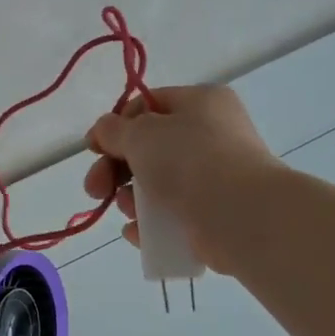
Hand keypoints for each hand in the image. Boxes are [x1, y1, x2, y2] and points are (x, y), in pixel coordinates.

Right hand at [80, 83, 285, 276]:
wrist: (242, 216)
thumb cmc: (190, 161)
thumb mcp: (141, 134)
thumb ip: (113, 130)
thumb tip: (104, 130)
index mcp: (200, 103)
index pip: (147, 105)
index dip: (115, 126)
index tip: (93, 149)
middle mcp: (211, 135)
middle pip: (147, 149)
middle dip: (113, 170)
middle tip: (94, 189)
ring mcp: (215, 177)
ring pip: (156, 185)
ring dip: (130, 199)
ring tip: (129, 211)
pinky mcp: (213, 214)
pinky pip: (170, 215)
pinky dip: (149, 224)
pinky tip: (137, 232)